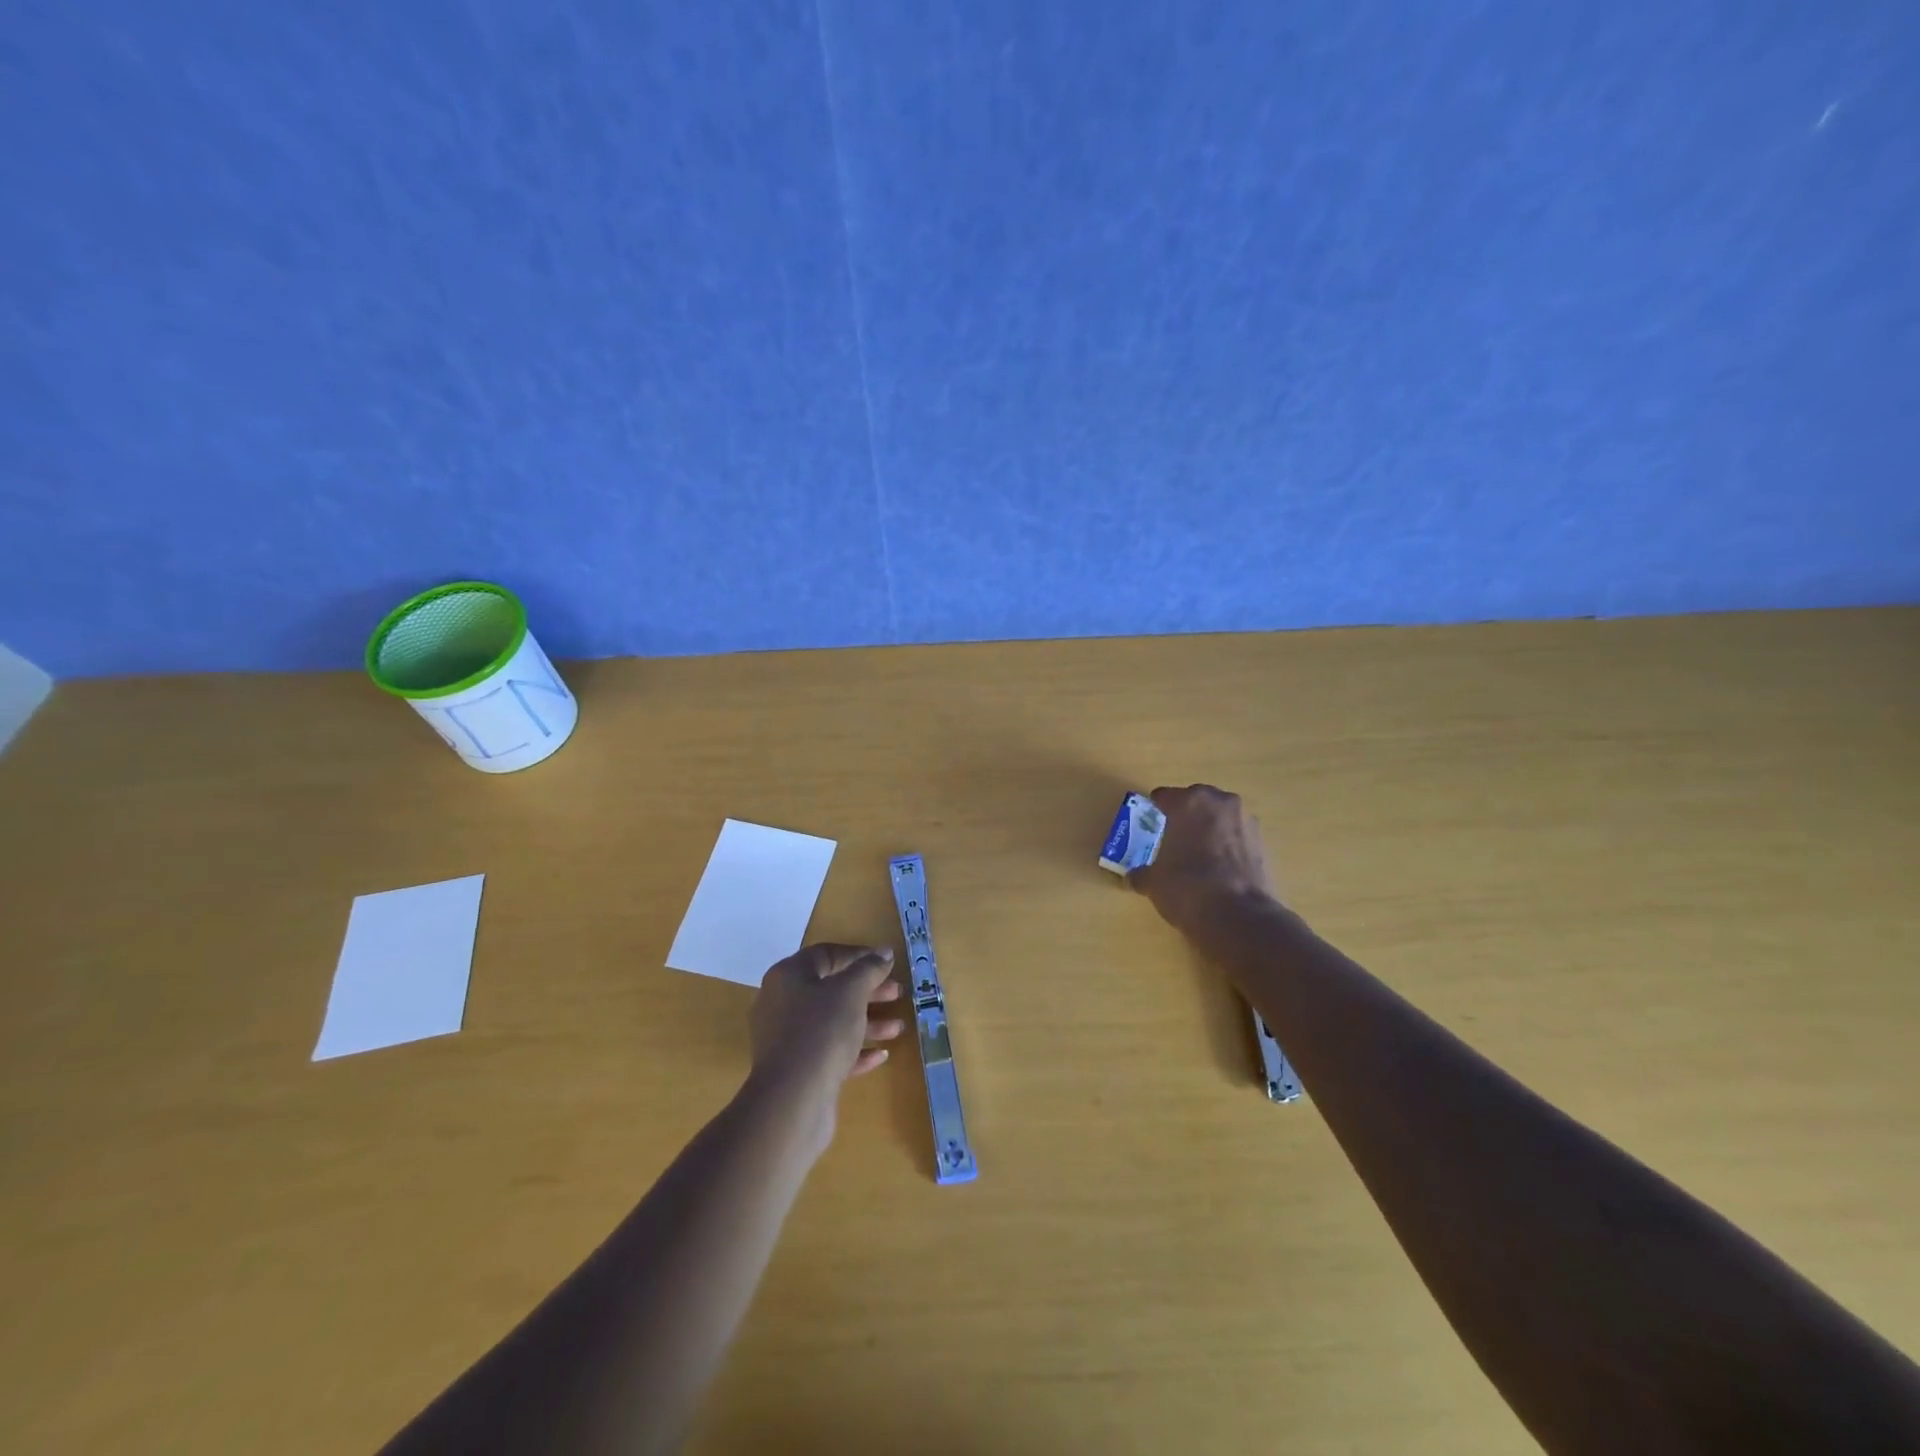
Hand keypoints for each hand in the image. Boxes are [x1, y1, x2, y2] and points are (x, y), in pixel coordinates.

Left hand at [748, 944, 906, 1111]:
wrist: (793, 1099)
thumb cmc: (822, 1030)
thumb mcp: (851, 991)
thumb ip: (869, 968)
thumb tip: (883, 952)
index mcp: (788, 976)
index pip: (826, 954)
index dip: (858, 955)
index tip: (886, 963)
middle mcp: (782, 1003)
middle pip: (831, 989)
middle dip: (868, 991)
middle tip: (898, 993)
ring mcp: (787, 1039)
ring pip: (832, 1022)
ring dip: (867, 1022)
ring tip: (898, 1028)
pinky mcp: (797, 1070)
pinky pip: (829, 1051)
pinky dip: (854, 1050)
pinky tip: (881, 1055)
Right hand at [1128, 784, 1277, 931]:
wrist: (1239, 917)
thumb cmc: (1186, 888)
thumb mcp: (1153, 882)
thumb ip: (1142, 873)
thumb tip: (1134, 877)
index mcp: (1188, 802)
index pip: (1165, 796)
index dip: (1155, 809)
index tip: (1150, 822)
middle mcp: (1219, 803)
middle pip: (1197, 800)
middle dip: (1186, 815)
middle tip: (1174, 836)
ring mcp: (1246, 821)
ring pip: (1221, 817)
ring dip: (1210, 828)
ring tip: (1199, 853)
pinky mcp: (1264, 843)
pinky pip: (1238, 837)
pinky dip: (1228, 846)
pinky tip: (1219, 868)